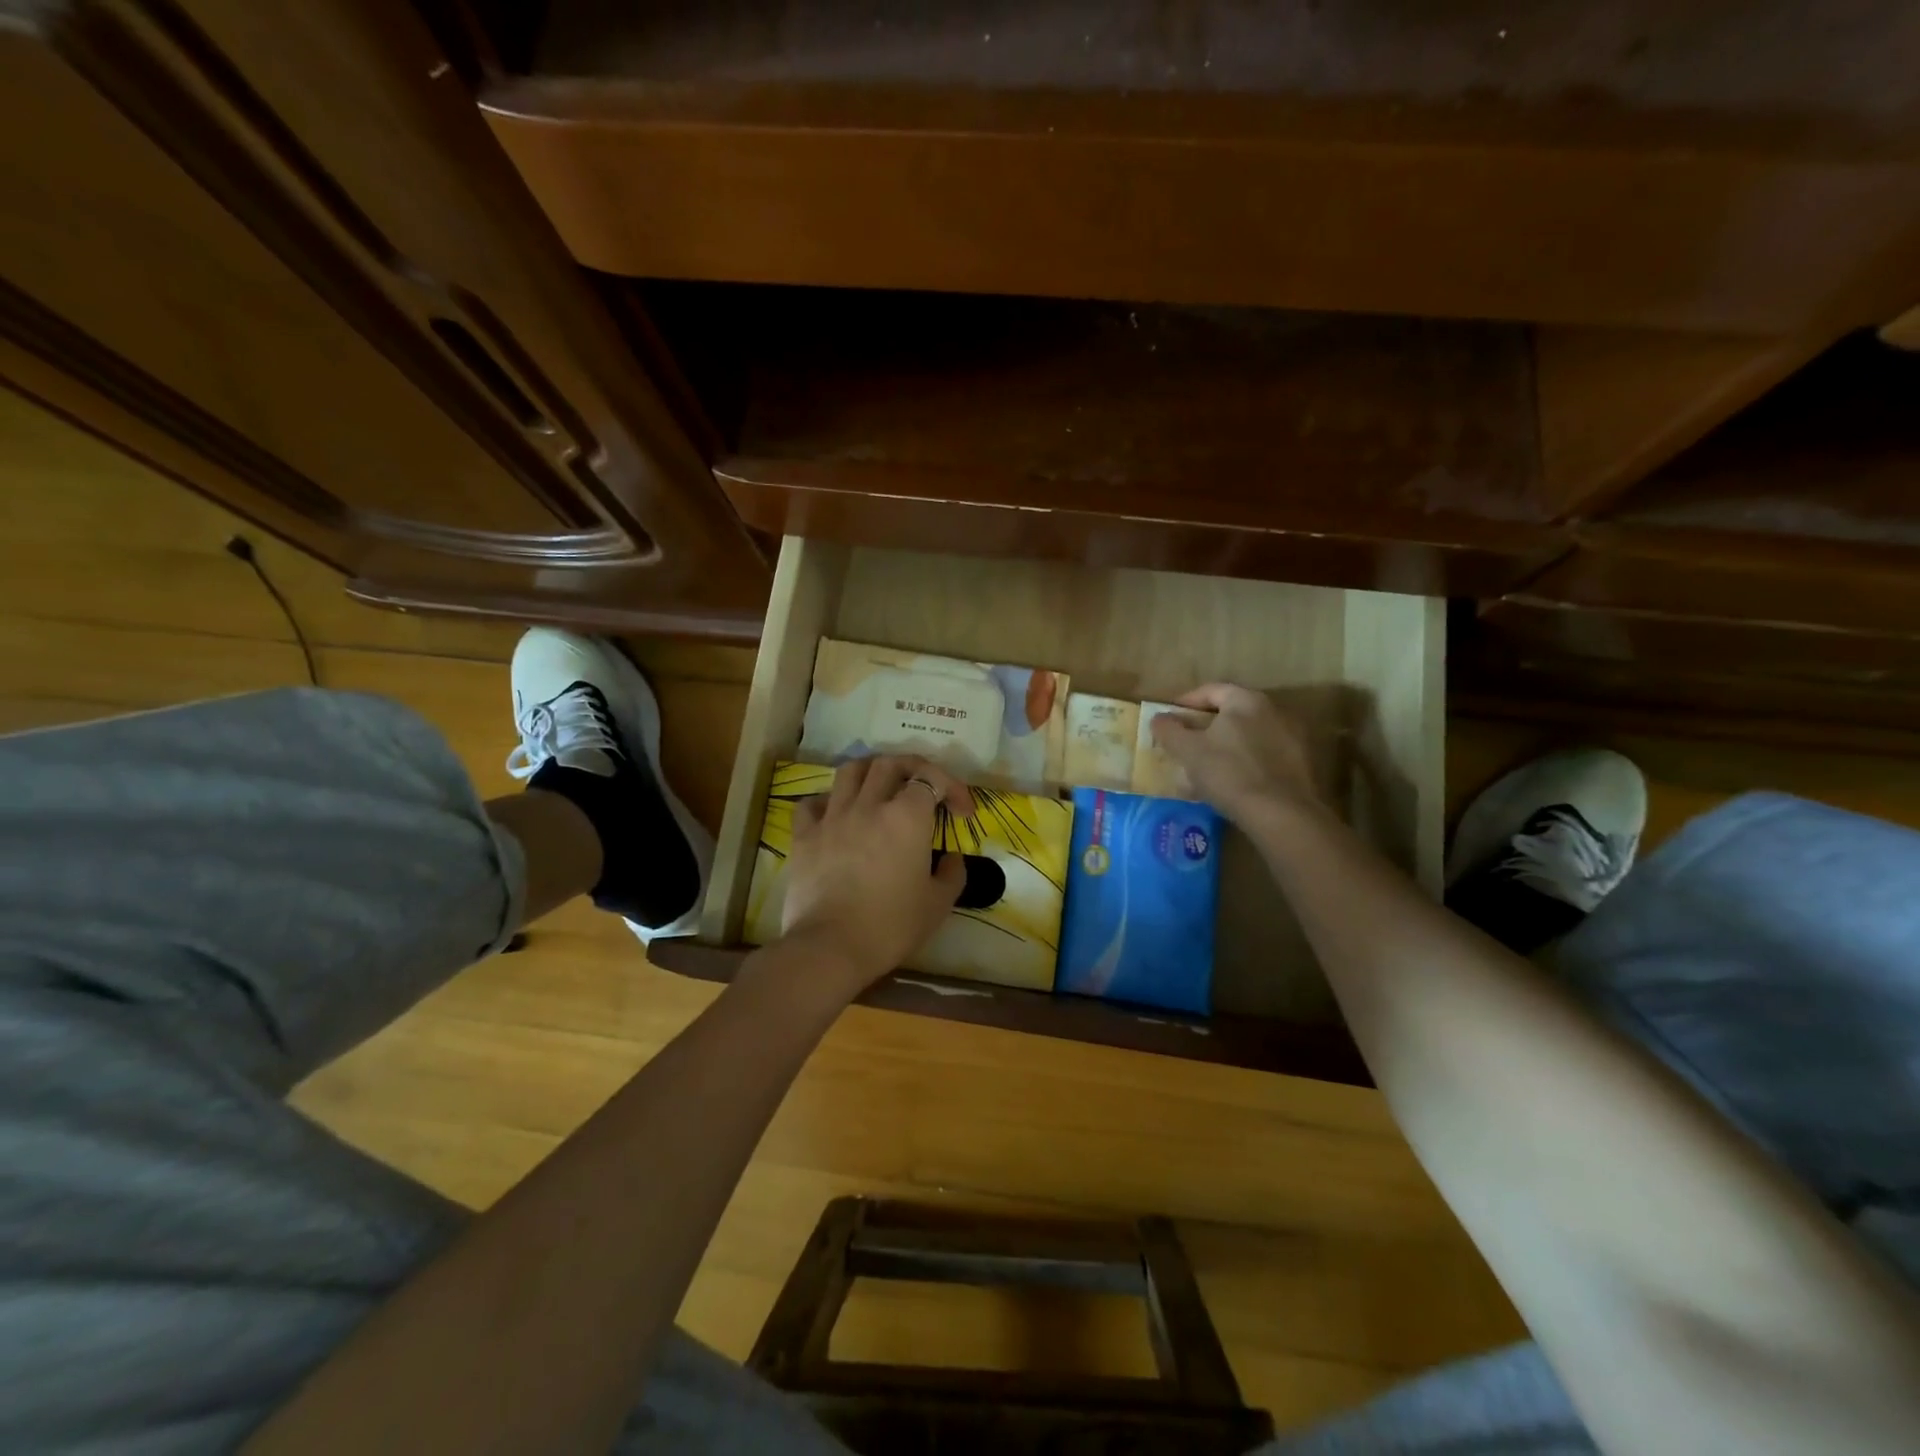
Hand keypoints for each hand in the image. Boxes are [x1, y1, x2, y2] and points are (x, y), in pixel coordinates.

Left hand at [780, 755, 974, 994]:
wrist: (831, 947)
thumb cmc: (891, 926)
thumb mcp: (938, 904)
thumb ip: (952, 873)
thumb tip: (951, 857)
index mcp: (907, 817)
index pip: (932, 779)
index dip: (952, 788)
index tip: (962, 812)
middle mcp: (869, 805)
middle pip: (890, 763)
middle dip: (913, 768)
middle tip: (923, 787)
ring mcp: (833, 817)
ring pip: (850, 771)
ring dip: (870, 772)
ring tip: (879, 787)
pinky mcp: (804, 835)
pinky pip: (813, 803)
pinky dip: (827, 801)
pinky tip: (836, 815)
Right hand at [1148, 684, 1321, 824]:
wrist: (1281, 814)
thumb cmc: (1228, 773)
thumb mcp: (1188, 751)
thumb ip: (1169, 730)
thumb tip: (1159, 718)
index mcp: (1246, 700)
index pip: (1211, 690)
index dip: (1186, 702)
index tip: (1169, 719)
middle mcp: (1274, 710)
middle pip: (1232, 712)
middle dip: (1206, 725)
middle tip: (1186, 743)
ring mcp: (1292, 737)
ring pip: (1249, 735)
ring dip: (1227, 745)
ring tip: (1207, 767)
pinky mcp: (1302, 764)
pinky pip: (1265, 754)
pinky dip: (1246, 761)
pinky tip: (1233, 782)